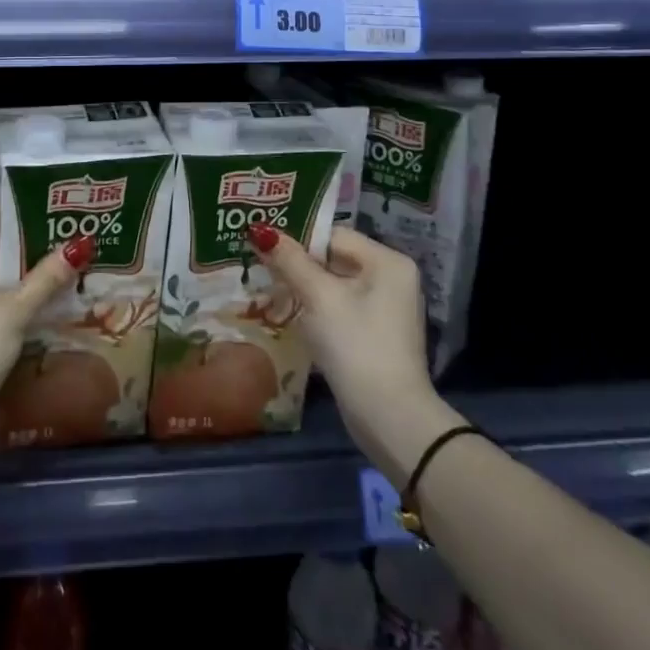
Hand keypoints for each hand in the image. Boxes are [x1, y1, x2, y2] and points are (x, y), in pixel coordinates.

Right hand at [248, 223, 463, 484]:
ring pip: (333, 284)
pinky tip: (290, 317)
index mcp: (387, 261)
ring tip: (268, 292)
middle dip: (296, 265)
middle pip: (332, 258)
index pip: (331, 235)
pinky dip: (315, 309)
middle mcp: (391, 278)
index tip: (261, 248)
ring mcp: (385, 308)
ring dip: (302, 288)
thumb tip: (259, 230)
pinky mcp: (375, 333)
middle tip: (258, 269)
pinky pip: (339, 307)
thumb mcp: (318, 298)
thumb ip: (289, 260)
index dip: (296, 240)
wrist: (390, 419)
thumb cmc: (355, 346)